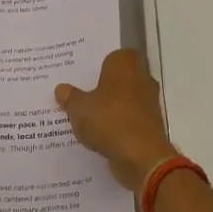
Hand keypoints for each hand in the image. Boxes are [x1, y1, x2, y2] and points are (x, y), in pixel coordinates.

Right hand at [55, 50, 177, 190]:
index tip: (87, 74)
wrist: (141, 156)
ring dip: (113, 108)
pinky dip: (120, 126)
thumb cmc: (109, 120)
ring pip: (127, 100)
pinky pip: (131, 120)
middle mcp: (142, 79)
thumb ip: (70, 97)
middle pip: (123, 78)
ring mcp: (149, 104)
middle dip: (106, 86)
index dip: (103, 64)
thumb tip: (61, 88)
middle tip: (83, 94)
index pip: (117, 55)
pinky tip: (101, 135)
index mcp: (125, 66)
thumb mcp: (79, 109)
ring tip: (89, 117)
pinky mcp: (151, 126)